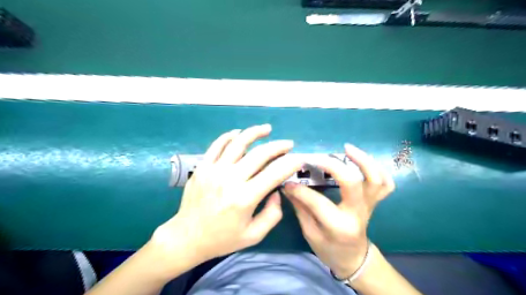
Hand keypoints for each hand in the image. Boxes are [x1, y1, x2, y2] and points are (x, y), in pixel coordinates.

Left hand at [150, 124, 301, 269]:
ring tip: (267, 129)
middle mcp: (230, 180)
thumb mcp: (253, 235)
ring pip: (238, 143)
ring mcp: (214, 170)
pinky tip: (239, 133)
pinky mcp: (202, 167)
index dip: (290, 164)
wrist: (186, 237)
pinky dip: (229, 136)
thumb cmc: (222, 239)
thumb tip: (277, 191)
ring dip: (255, 133)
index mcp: (245, 198)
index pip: (274, 173)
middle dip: (278, 146)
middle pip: (260, 154)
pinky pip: (217, 145)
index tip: (299, 158)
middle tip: (288, 144)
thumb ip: (272, 214)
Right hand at [284, 144, 394, 279]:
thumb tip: (288, 185)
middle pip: (352, 183)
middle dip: (333, 165)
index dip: (299, 189)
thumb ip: (300, 207)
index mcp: (338, 226)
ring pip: (375, 179)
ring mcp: (369, 206)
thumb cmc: (329, 249)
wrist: (353, 258)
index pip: (317, 202)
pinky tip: (363, 161)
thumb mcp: (309, 233)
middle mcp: (357, 214)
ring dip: (362, 160)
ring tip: (347, 148)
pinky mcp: (374, 202)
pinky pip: (386, 184)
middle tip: (317, 157)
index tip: (287, 181)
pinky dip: (379, 170)